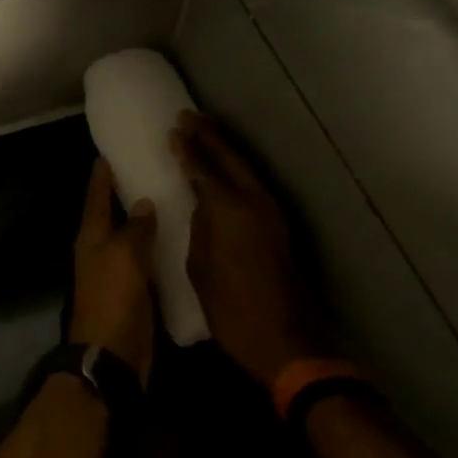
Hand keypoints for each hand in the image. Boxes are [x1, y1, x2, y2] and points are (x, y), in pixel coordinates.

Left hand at [69, 158, 157, 382]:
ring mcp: (116, 271)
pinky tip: (177, 237)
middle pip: (112, 215)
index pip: (95, 197)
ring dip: (144, 220)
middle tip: (150, 168)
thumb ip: (135, 228)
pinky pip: (145, 260)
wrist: (112, 354)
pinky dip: (157, 247)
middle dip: (126, 193)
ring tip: (169, 196)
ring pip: (131, 237)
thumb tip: (142, 202)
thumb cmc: (113, 299)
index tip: (108, 152)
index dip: (101, 175)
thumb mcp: (124, 256)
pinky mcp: (134, 290)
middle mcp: (100, 250)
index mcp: (91, 237)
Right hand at [171, 111, 320, 389]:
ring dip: (226, 149)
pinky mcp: (278, 227)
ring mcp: (272, 214)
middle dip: (209, 137)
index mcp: (230, 212)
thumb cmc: (232, 309)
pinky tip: (225, 169)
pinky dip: (237, 170)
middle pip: (231, 160)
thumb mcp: (201, 268)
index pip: (203, 170)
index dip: (187, 150)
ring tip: (205, 132)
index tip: (173, 131)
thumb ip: (200, 228)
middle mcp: (255, 204)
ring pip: (246, 170)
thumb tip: (201, 205)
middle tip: (188, 116)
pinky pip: (254, 186)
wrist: (285, 341)